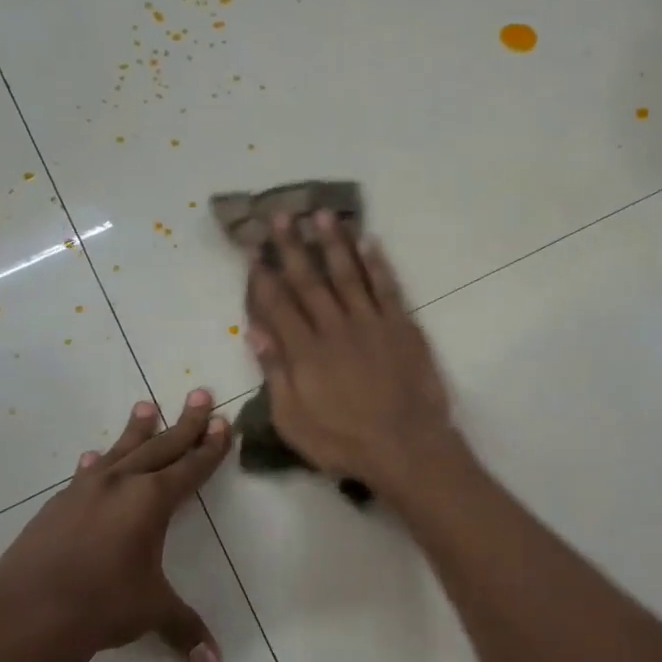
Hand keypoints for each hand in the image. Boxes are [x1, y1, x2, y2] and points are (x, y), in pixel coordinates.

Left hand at [0, 389, 230, 661]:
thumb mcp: (151, 612)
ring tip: (146, 406)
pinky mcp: (57, 506)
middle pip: (161, 446)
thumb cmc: (102, 606)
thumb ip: (184, 631)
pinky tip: (94, 457)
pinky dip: (97, 463)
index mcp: (152, 501)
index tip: (222, 423)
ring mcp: (84, 492)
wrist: (27, 614)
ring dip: (137, 430)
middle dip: (185, 423)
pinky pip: (85, 475)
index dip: (210, 447)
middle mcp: (121, 485)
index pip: (190, 467)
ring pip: (120, 451)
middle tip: (200, 394)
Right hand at [244, 212, 455, 492]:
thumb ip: (275, 374)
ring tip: (322, 214)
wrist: (406, 447)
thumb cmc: (344, 442)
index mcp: (305, 351)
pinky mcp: (402, 327)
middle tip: (281, 215)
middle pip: (309, 280)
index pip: (278, 304)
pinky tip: (368, 241)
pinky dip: (377, 263)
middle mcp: (335, 328)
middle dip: (293, 246)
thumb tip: (255, 332)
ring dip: (333, 242)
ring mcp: (371, 324)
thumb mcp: (294, 421)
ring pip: (348, 274)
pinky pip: (386, 287)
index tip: (254, 250)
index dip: (264, 275)